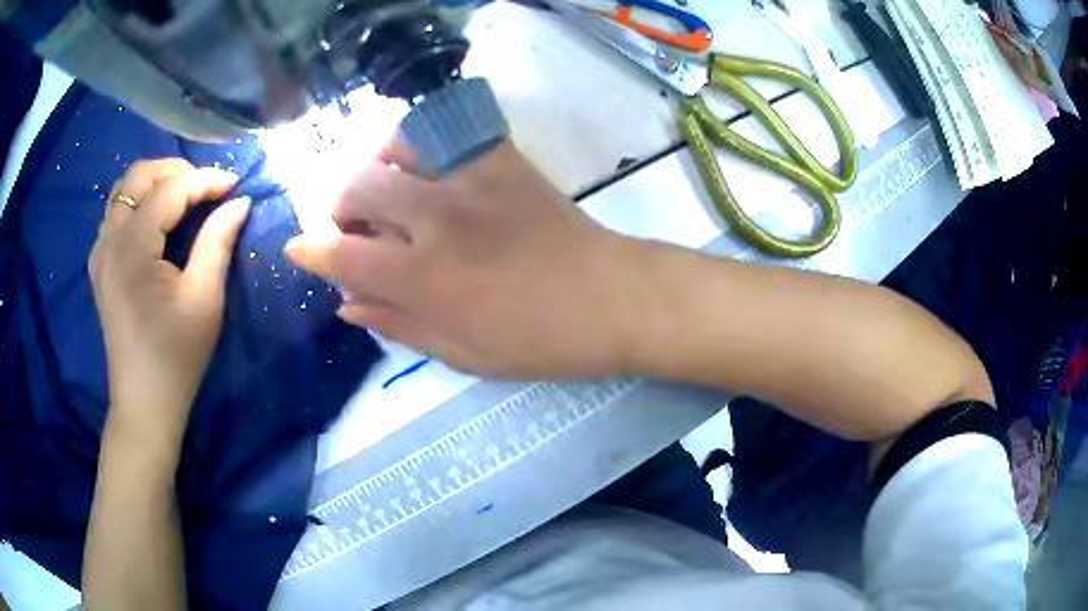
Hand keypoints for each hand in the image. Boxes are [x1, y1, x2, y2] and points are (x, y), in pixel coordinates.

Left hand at [90, 159, 249, 445]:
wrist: (144, 403)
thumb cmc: (176, 356)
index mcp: (132, 247)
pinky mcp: (100, 267)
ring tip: (183, 199)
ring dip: (154, 185)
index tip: (236, 185)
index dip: (205, 180)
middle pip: (138, 177)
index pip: (169, 190)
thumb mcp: (203, 299)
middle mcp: (109, 240)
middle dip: (175, 171)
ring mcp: (100, 253)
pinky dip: (137, 205)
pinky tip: (155, 223)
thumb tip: (239, 202)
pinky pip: (115, 215)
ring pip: (122, 192)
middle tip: (206, 188)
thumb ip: (218, 242)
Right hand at [285, 138, 642, 379]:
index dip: (309, 249)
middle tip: (354, 228)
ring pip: (397, 144)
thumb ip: (398, 325)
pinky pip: (450, 131)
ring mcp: (472, 180)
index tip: (298, 248)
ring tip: (388, 190)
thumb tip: (346, 304)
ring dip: (377, 166)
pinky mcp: (504, 160)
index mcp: (425, 278)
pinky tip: (430, 169)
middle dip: (338, 205)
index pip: (340, 253)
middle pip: (357, 184)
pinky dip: (425, 145)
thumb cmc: (540, 341)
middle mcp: (438, 218)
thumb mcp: (464, 355)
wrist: (613, 299)